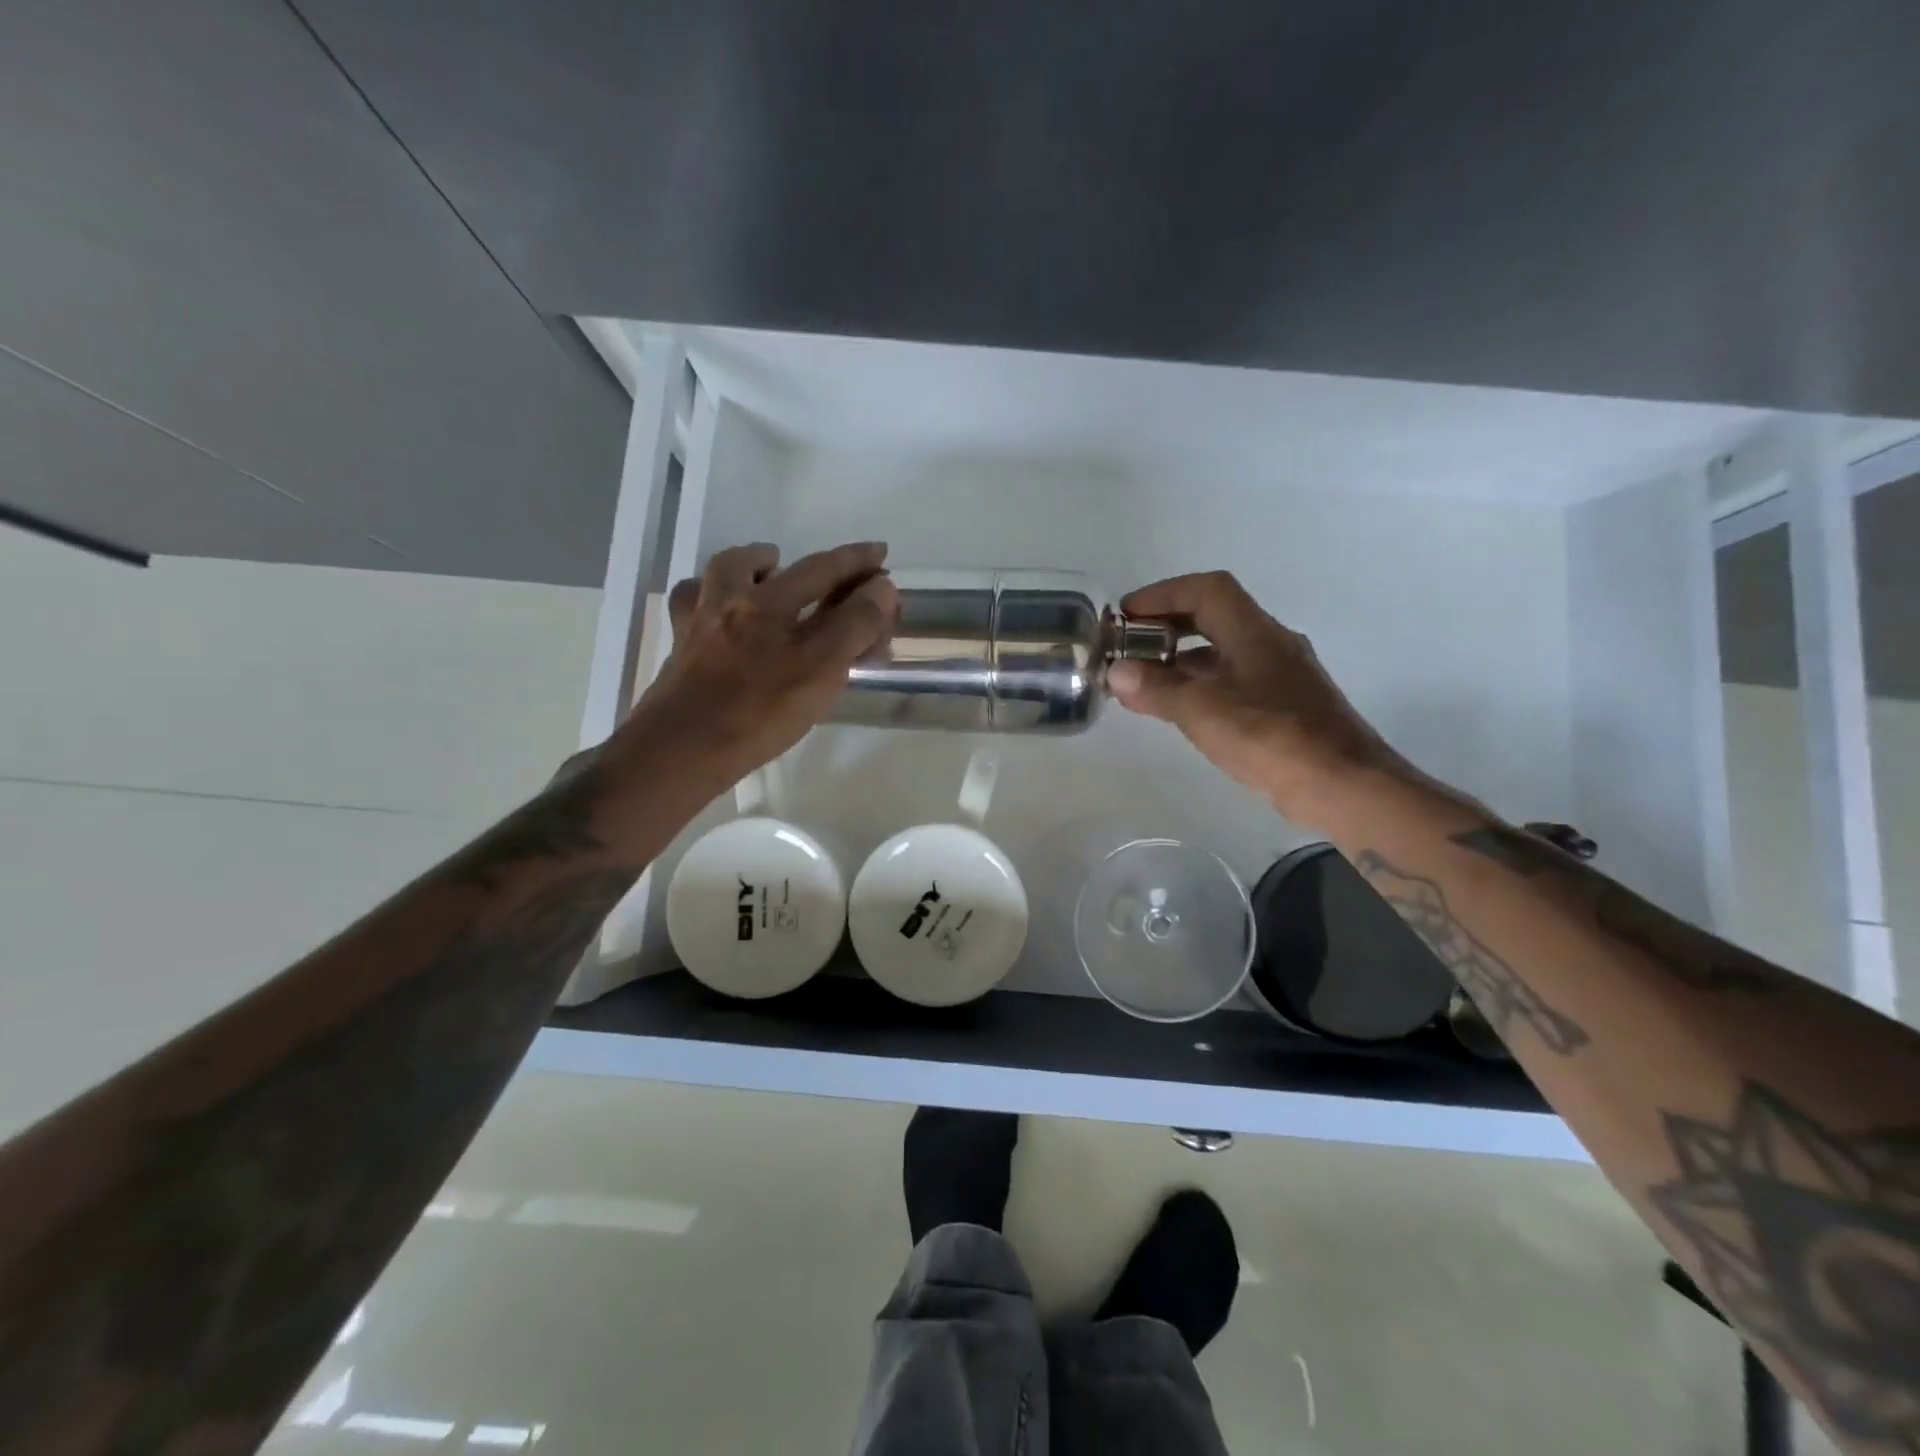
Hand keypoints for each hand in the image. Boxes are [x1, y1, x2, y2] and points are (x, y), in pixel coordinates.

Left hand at [623, 541, 896, 785]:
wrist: (680, 750)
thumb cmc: (759, 711)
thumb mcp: (822, 668)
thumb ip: (855, 624)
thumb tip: (881, 587)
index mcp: (770, 602)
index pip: (823, 569)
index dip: (856, 561)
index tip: (880, 553)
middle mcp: (731, 600)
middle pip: (776, 567)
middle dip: (812, 564)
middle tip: (838, 571)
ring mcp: (699, 624)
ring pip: (725, 577)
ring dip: (754, 567)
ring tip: (773, 576)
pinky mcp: (681, 651)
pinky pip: (698, 610)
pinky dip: (714, 601)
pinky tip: (724, 615)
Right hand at [1107, 571, 1404, 822]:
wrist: (1343, 786)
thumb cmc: (1270, 738)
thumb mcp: (1202, 711)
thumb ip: (1157, 688)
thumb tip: (1116, 671)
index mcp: (1255, 633)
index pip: (1206, 591)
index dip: (1162, 595)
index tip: (1126, 616)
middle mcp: (1271, 645)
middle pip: (1214, 617)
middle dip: (1167, 626)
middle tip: (1128, 646)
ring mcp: (1281, 677)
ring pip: (1223, 653)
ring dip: (1181, 660)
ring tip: (1140, 681)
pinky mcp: (1284, 708)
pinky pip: (1232, 683)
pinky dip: (1199, 687)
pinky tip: (1177, 710)